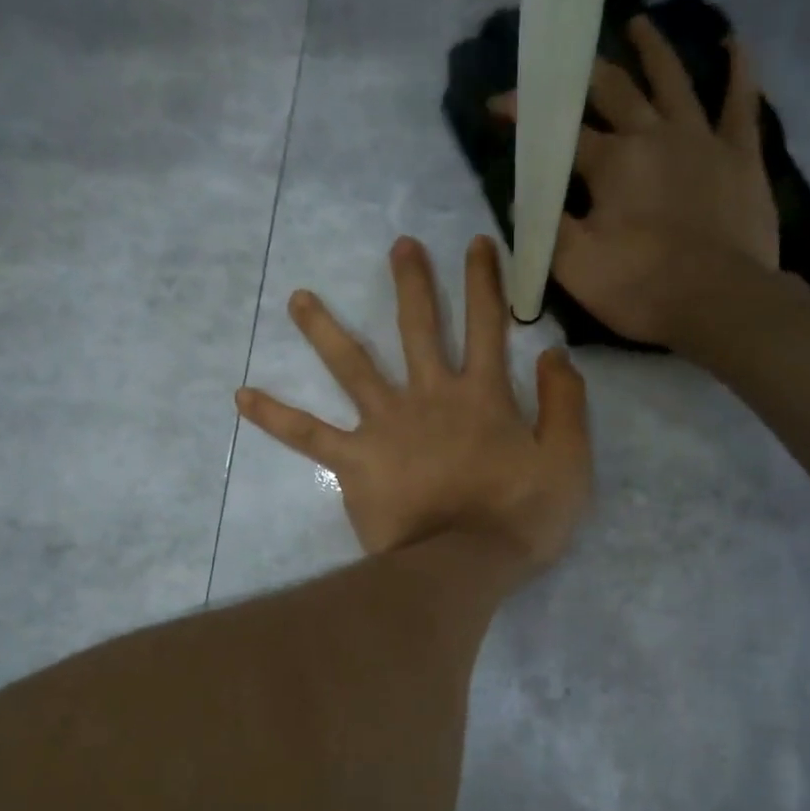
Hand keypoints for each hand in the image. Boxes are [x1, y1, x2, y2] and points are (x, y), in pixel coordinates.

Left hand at [235, 236, 591, 573]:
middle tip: (400, 246)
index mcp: (482, 396)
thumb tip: (554, 353)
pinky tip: (241, 396)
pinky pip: (307, 435)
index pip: (487, 325)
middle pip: (418, 328)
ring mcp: (386, 426)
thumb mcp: (568, 461)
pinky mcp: (355, 462)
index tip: (478, 244)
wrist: (464, 566)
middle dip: (412, 284)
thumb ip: (565, 403)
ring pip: (351, 366)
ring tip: (297, 297)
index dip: (485, 282)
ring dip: (324, 328)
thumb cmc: (521, 518)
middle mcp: (429, 397)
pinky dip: (274, 416)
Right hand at [494, 18, 784, 350]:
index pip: (559, 132)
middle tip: (567, 58)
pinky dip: (739, 71)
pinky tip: (735, 44)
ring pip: (674, 81)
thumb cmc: (641, 288)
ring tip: (639, 24)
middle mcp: (653, 136)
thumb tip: (522, 197)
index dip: (526, 116)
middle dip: (584, 73)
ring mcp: (701, 139)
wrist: (718, 302)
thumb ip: (545, 228)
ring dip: (653, 50)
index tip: (498, 104)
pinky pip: (741, 103)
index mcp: (611, 163)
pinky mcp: (741, 156)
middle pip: (615, 90)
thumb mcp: (575, 267)